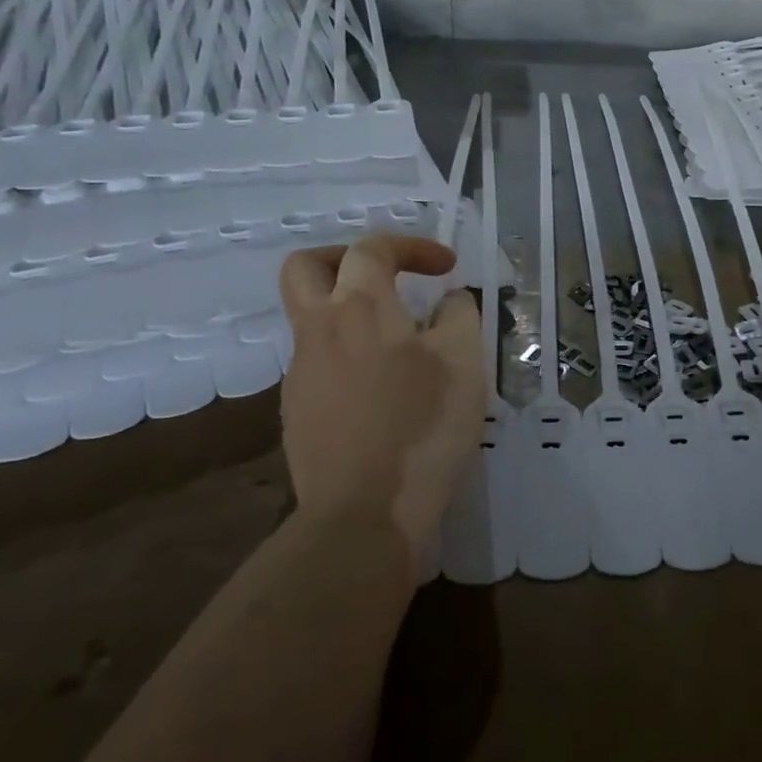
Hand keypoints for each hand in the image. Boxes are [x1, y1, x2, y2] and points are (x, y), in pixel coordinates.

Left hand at [277, 234, 485, 571]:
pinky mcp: (297, 413)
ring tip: (401, 345)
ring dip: (351, 313)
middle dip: (344, 258)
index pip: (371, 249)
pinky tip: (384, 392)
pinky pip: (319, 363)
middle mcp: (319, 332)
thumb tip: (449, 300)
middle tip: (385, 277)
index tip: (446, 269)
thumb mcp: (464, 363)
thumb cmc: (422, 428)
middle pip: (305, 268)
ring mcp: (300, 375)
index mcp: (360, 309)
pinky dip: (349, 356)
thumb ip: (459, 316)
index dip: (411, 246)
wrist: (364, 515)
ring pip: (312, 319)